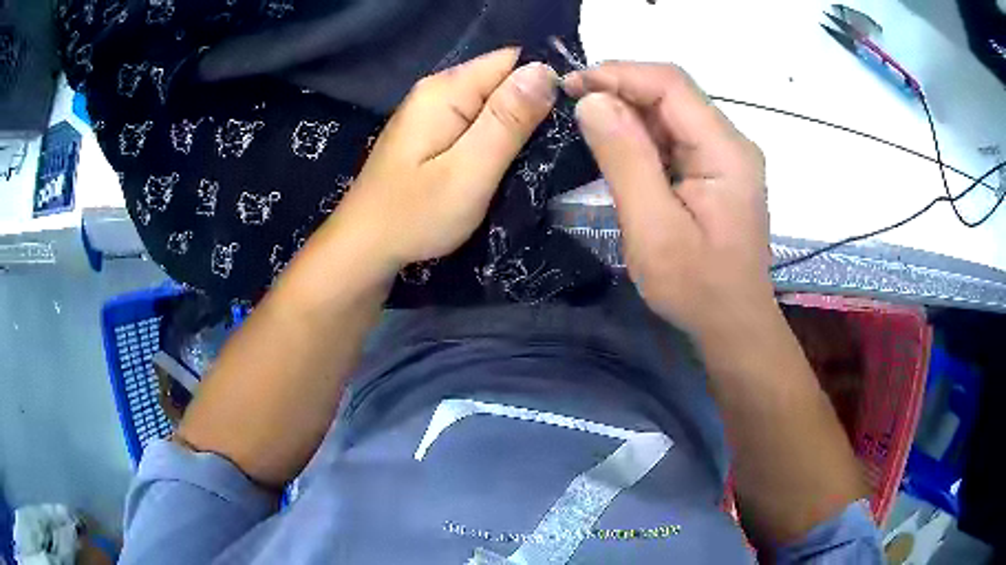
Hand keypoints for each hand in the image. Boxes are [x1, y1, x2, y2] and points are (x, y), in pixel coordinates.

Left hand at [329, 48, 557, 280]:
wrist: (364, 248)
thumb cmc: (415, 215)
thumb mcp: (470, 170)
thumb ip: (508, 120)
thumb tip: (545, 70)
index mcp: (446, 89)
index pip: (512, 60)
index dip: (544, 82)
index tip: (566, 119)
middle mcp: (436, 90)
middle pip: (501, 81)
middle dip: (530, 108)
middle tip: (549, 149)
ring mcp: (430, 112)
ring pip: (491, 104)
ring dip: (514, 127)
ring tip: (531, 160)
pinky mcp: (430, 133)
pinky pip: (475, 122)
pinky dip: (494, 139)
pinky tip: (500, 164)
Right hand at [564, 62, 774, 342]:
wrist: (733, 326)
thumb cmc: (697, 288)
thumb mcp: (653, 228)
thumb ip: (625, 159)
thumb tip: (592, 100)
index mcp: (725, 151)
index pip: (671, 84)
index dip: (619, 74)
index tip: (570, 86)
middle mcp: (731, 143)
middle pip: (672, 94)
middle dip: (619, 91)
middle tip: (570, 107)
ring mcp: (726, 157)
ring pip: (671, 114)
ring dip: (628, 113)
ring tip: (586, 127)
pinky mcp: (716, 172)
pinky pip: (675, 137)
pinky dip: (642, 136)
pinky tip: (617, 149)